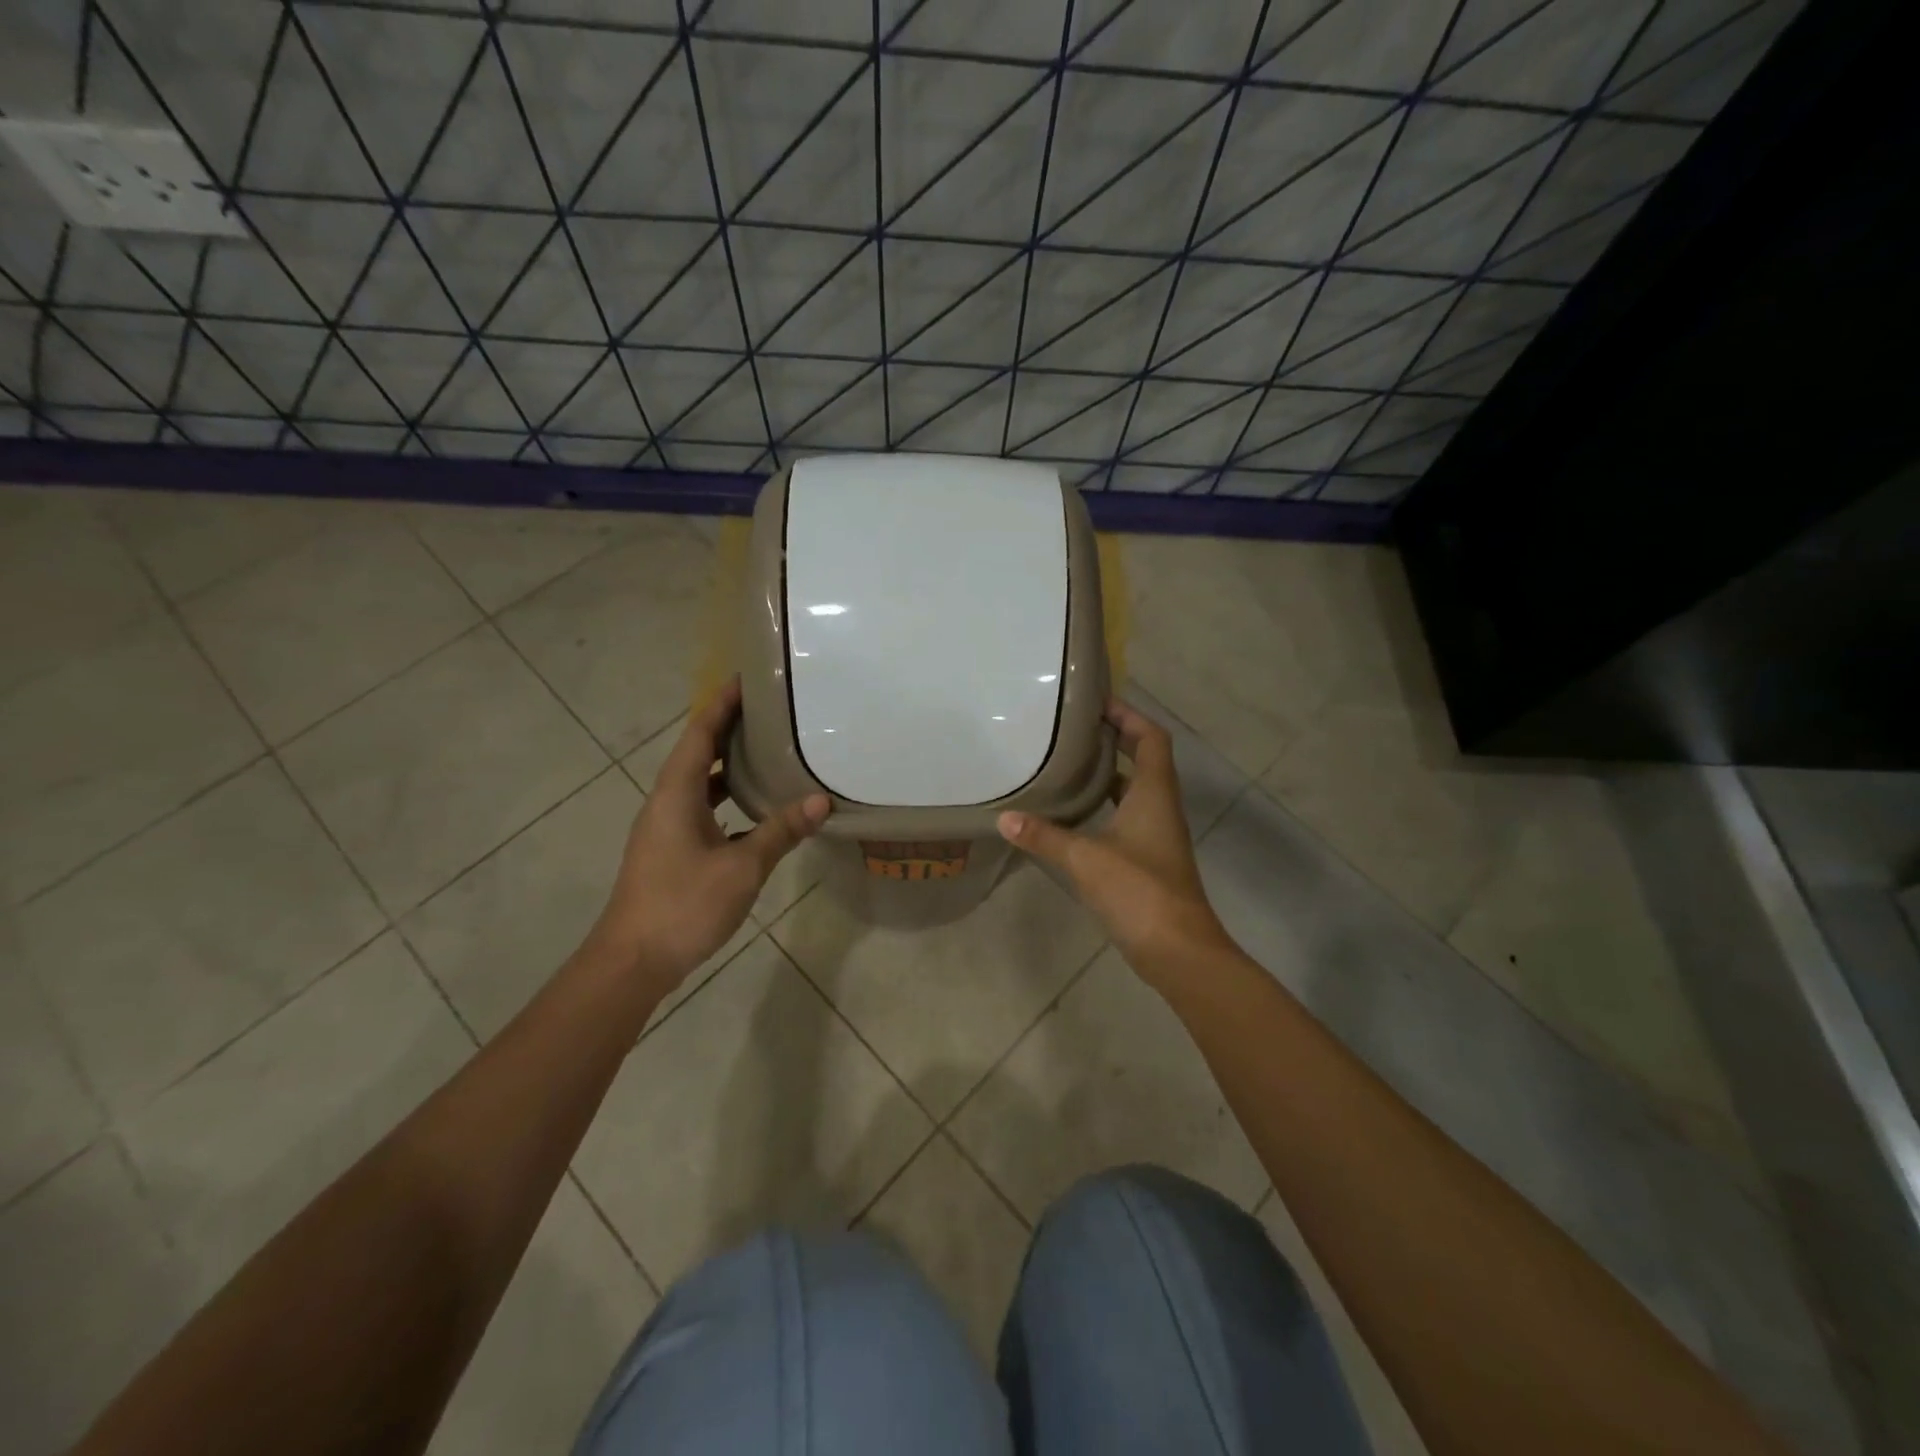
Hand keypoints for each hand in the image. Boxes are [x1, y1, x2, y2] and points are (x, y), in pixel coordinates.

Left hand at [590, 678, 828, 988]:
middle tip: (770, 712)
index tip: (748, 679)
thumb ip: (781, 831)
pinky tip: (754, 808)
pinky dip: (726, 797)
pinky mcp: (670, 851)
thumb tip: (821, 800)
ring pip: (699, 783)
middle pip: (697, 752)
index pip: (700, 732)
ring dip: (727, 764)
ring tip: (767, 751)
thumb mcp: (742, 867)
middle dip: (729, 728)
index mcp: (676, 793)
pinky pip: (701, 808)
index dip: (722, 703)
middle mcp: (666, 802)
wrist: (632, 962)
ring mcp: (665, 828)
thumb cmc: (684, 905)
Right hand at [998, 699, 1232, 986]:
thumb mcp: (1085, 858)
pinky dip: (1103, 807)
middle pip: (1143, 760)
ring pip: (1133, 791)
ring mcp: (1155, 836)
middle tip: (1073, 729)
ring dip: (1107, 774)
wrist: (1177, 950)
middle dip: (1114, 740)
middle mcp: (1160, 808)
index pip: (1151, 738)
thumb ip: (1044, 836)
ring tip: (1067, 763)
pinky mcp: (1147, 861)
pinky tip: (1072, 814)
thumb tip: (1005, 818)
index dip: (1129, 715)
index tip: (1097, 703)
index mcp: (1154, 794)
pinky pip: (1125, 818)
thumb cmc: (1138, 891)